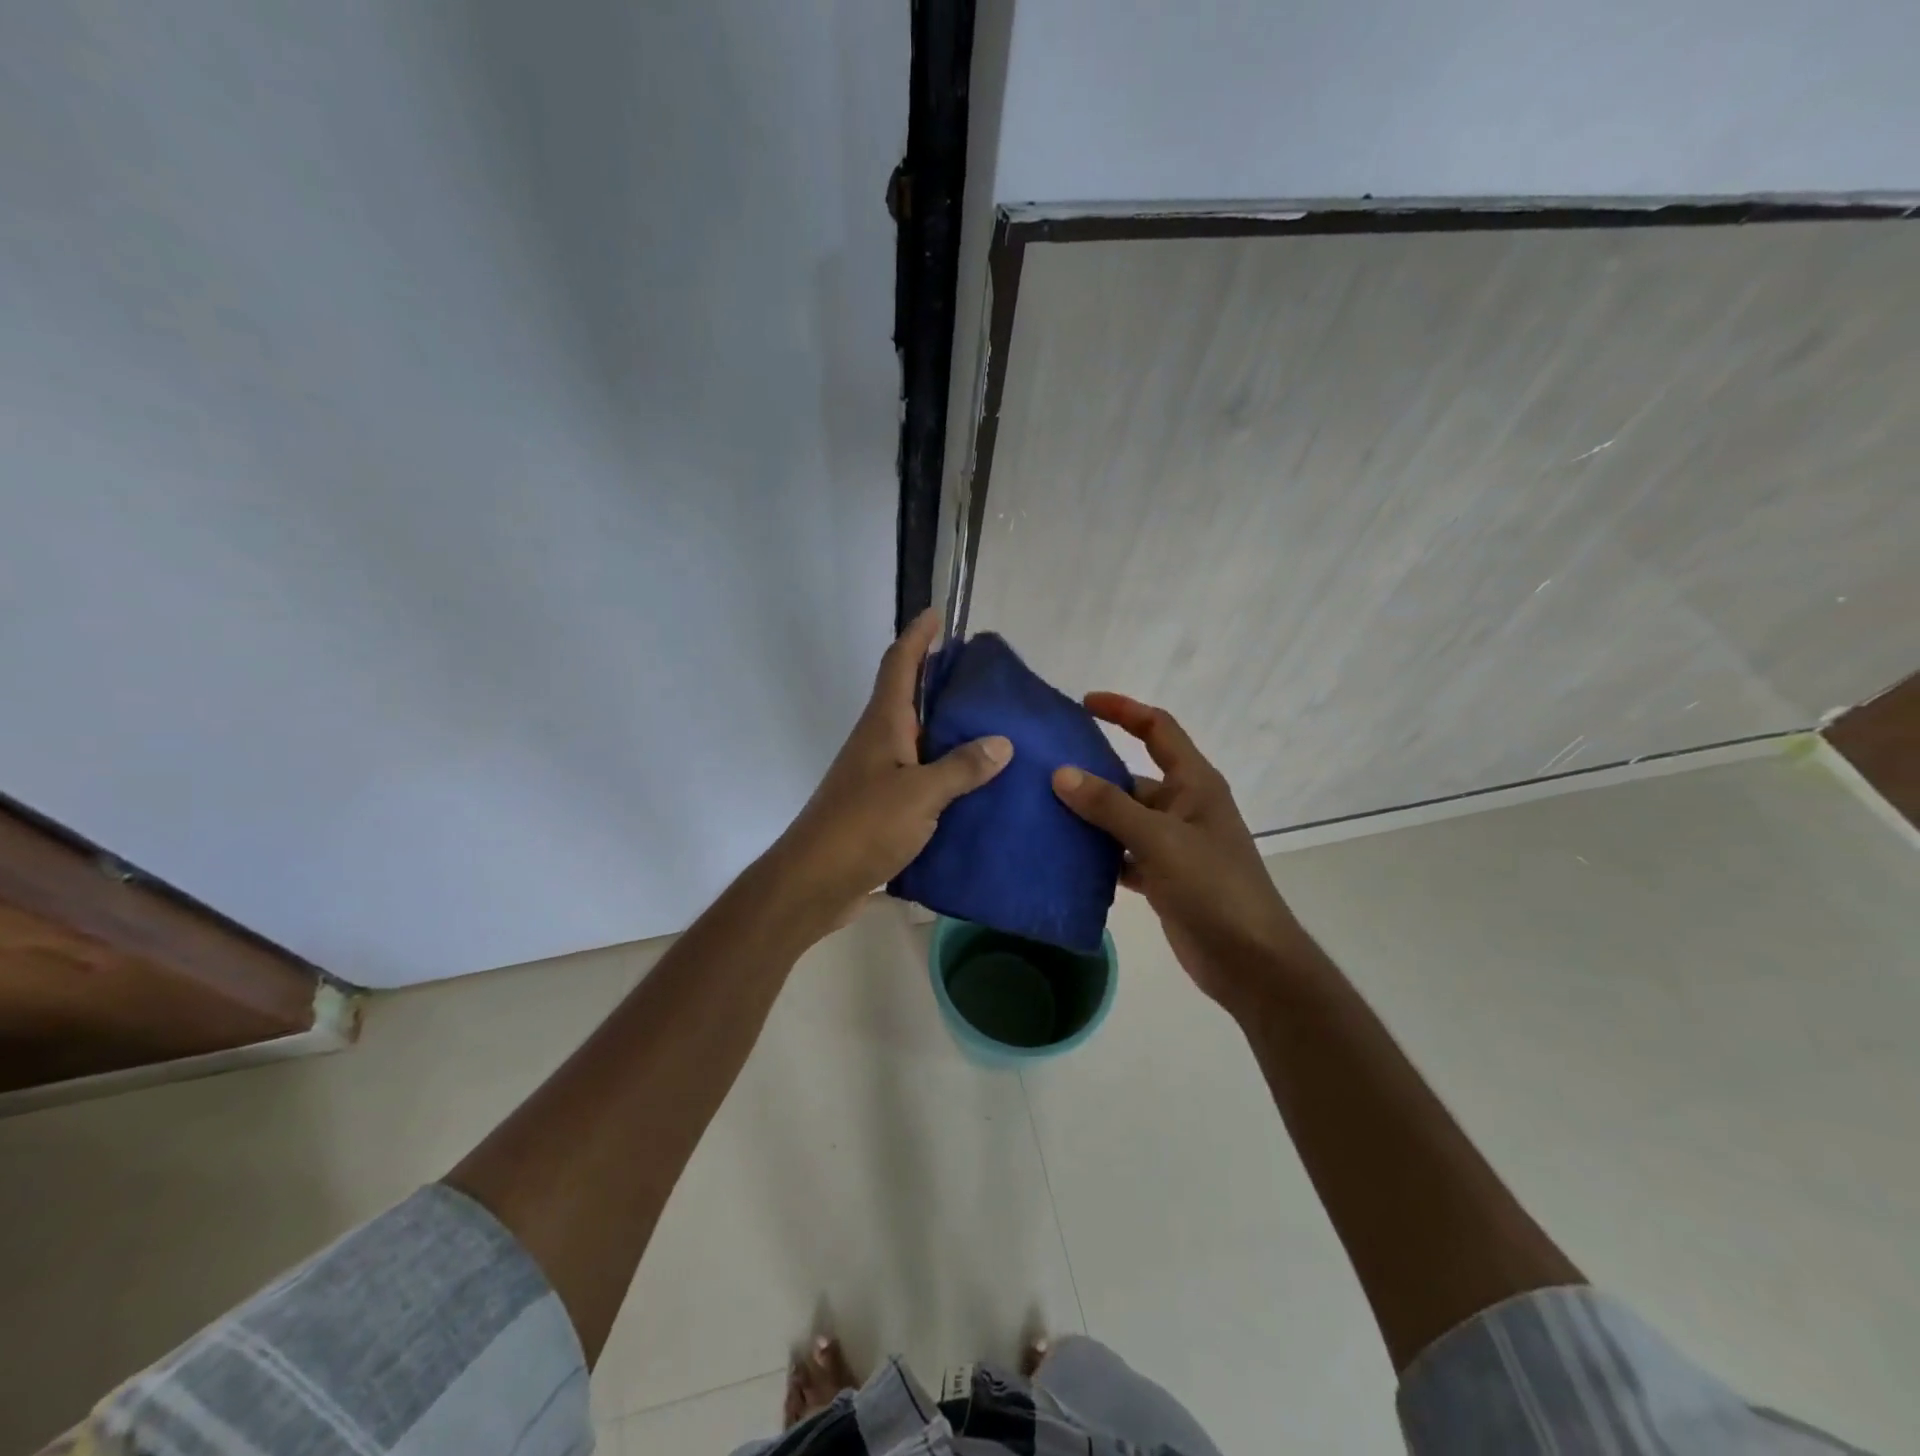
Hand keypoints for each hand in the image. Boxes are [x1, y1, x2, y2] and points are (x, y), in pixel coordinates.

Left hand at [770, 609, 1010, 933]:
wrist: (814, 881)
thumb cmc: (863, 826)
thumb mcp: (920, 794)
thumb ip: (962, 767)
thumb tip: (1002, 742)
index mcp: (883, 725)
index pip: (899, 665)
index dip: (917, 636)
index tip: (937, 615)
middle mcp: (877, 741)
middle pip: (908, 697)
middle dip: (939, 680)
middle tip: (983, 677)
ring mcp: (876, 774)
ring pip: (915, 737)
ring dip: (945, 727)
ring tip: (990, 726)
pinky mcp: (880, 805)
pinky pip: (918, 774)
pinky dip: (943, 769)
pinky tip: (972, 784)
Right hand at [1051, 693, 1301, 1012]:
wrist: (1249, 960)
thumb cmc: (1213, 887)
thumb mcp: (1159, 839)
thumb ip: (1109, 806)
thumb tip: (1060, 773)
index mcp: (1194, 783)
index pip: (1158, 728)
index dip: (1123, 710)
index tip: (1083, 703)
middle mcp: (1183, 806)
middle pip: (1131, 776)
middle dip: (1091, 772)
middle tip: (1041, 770)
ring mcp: (1172, 843)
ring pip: (1122, 818)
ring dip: (1089, 816)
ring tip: (1040, 811)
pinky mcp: (1162, 876)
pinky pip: (1121, 854)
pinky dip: (1096, 854)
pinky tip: (1062, 857)